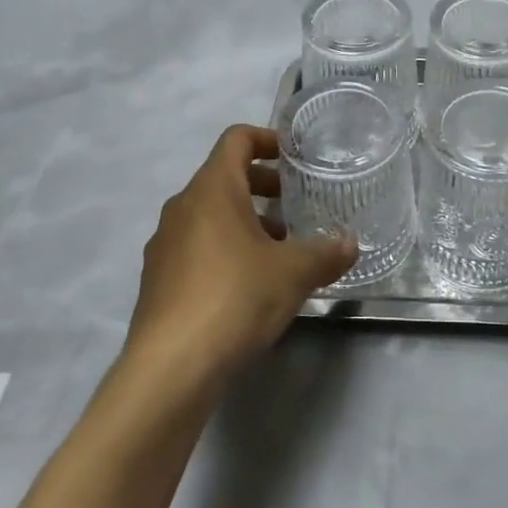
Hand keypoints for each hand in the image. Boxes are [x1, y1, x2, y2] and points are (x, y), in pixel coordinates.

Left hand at [124, 125, 356, 387]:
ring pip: (209, 215)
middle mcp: (182, 207)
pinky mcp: (157, 280)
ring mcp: (164, 244)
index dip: (266, 139)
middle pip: (224, 177)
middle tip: (297, 206)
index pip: (236, 139)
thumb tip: (351, 243)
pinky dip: (224, 249)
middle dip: (263, 186)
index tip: (294, 156)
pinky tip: (249, 285)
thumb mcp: (294, 273)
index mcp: (212, 189)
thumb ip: (326, 253)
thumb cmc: (235, 298)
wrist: (170, 369)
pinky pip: (195, 247)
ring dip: (245, 221)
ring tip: (280, 250)